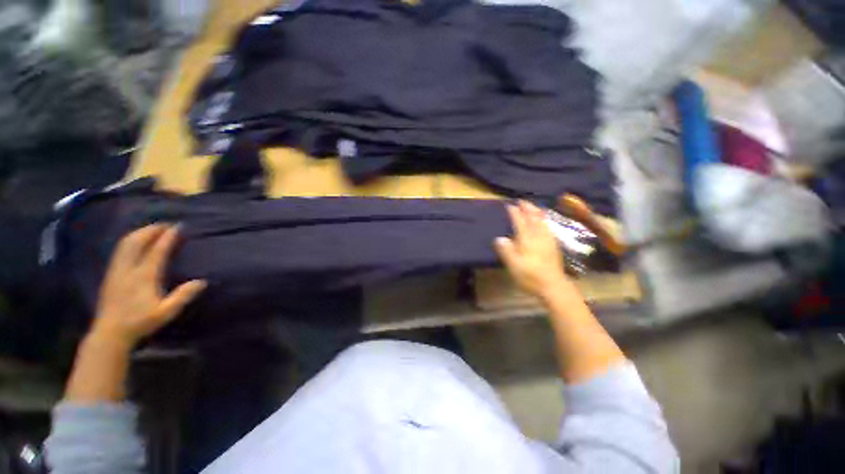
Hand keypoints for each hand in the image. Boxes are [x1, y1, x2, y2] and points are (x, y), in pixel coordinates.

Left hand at [91, 224, 205, 347]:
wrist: (110, 333)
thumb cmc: (140, 322)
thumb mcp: (166, 312)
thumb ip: (183, 296)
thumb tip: (202, 281)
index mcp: (144, 276)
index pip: (157, 251)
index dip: (168, 237)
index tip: (178, 227)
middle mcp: (128, 269)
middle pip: (137, 242)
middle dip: (151, 230)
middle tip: (166, 224)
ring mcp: (117, 270)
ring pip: (125, 244)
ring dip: (139, 233)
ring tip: (152, 229)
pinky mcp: (111, 274)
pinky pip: (120, 250)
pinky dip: (130, 241)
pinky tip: (135, 242)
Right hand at [495, 201, 571, 300]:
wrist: (553, 285)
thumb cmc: (530, 275)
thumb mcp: (513, 264)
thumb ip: (505, 250)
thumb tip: (499, 238)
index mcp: (527, 239)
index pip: (520, 221)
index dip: (514, 213)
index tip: (509, 205)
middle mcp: (538, 236)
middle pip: (533, 217)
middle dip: (527, 208)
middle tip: (521, 201)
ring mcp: (548, 239)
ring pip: (542, 221)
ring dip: (536, 212)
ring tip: (533, 207)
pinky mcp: (553, 245)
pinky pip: (548, 227)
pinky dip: (544, 220)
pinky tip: (543, 222)